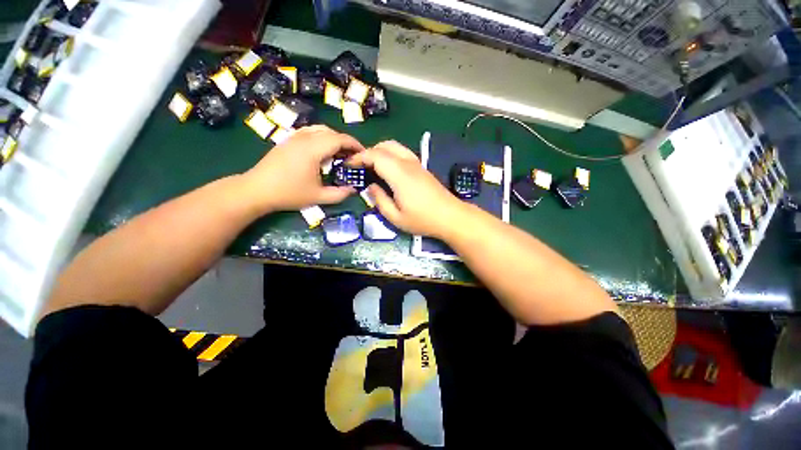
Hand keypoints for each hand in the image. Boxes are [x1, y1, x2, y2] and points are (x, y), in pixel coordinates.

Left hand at [241, 125, 364, 212]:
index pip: (339, 139)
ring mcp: (294, 137)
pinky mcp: (287, 141)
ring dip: (333, 138)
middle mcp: (304, 138)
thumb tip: (354, 190)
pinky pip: (309, 132)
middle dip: (346, 142)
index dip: (354, 144)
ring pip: (319, 129)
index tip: (363, 153)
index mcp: (313, 149)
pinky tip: (322, 150)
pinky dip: (321, 137)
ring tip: (340, 152)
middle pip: (331, 132)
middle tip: (353, 155)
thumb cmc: (288, 193)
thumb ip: (339, 194)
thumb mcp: (318, 197)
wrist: (256, 190)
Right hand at [350, 141, 464, 237]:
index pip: (375, 155)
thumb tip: (371, 187)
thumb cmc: (423, 220)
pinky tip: (388, 170)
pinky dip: (390, 155)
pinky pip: (403, 153)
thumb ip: (379, 200)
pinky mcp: (422, 168)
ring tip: (372, 167)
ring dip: (380, 152)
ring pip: (395, 147)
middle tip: (360, 166)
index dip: (360, 157)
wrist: (451, 217)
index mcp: (399, 174)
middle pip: (385, 145)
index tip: (349, 165)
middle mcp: (408, 163)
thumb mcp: (396, 217)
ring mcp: (417, 164)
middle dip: (369, 152)